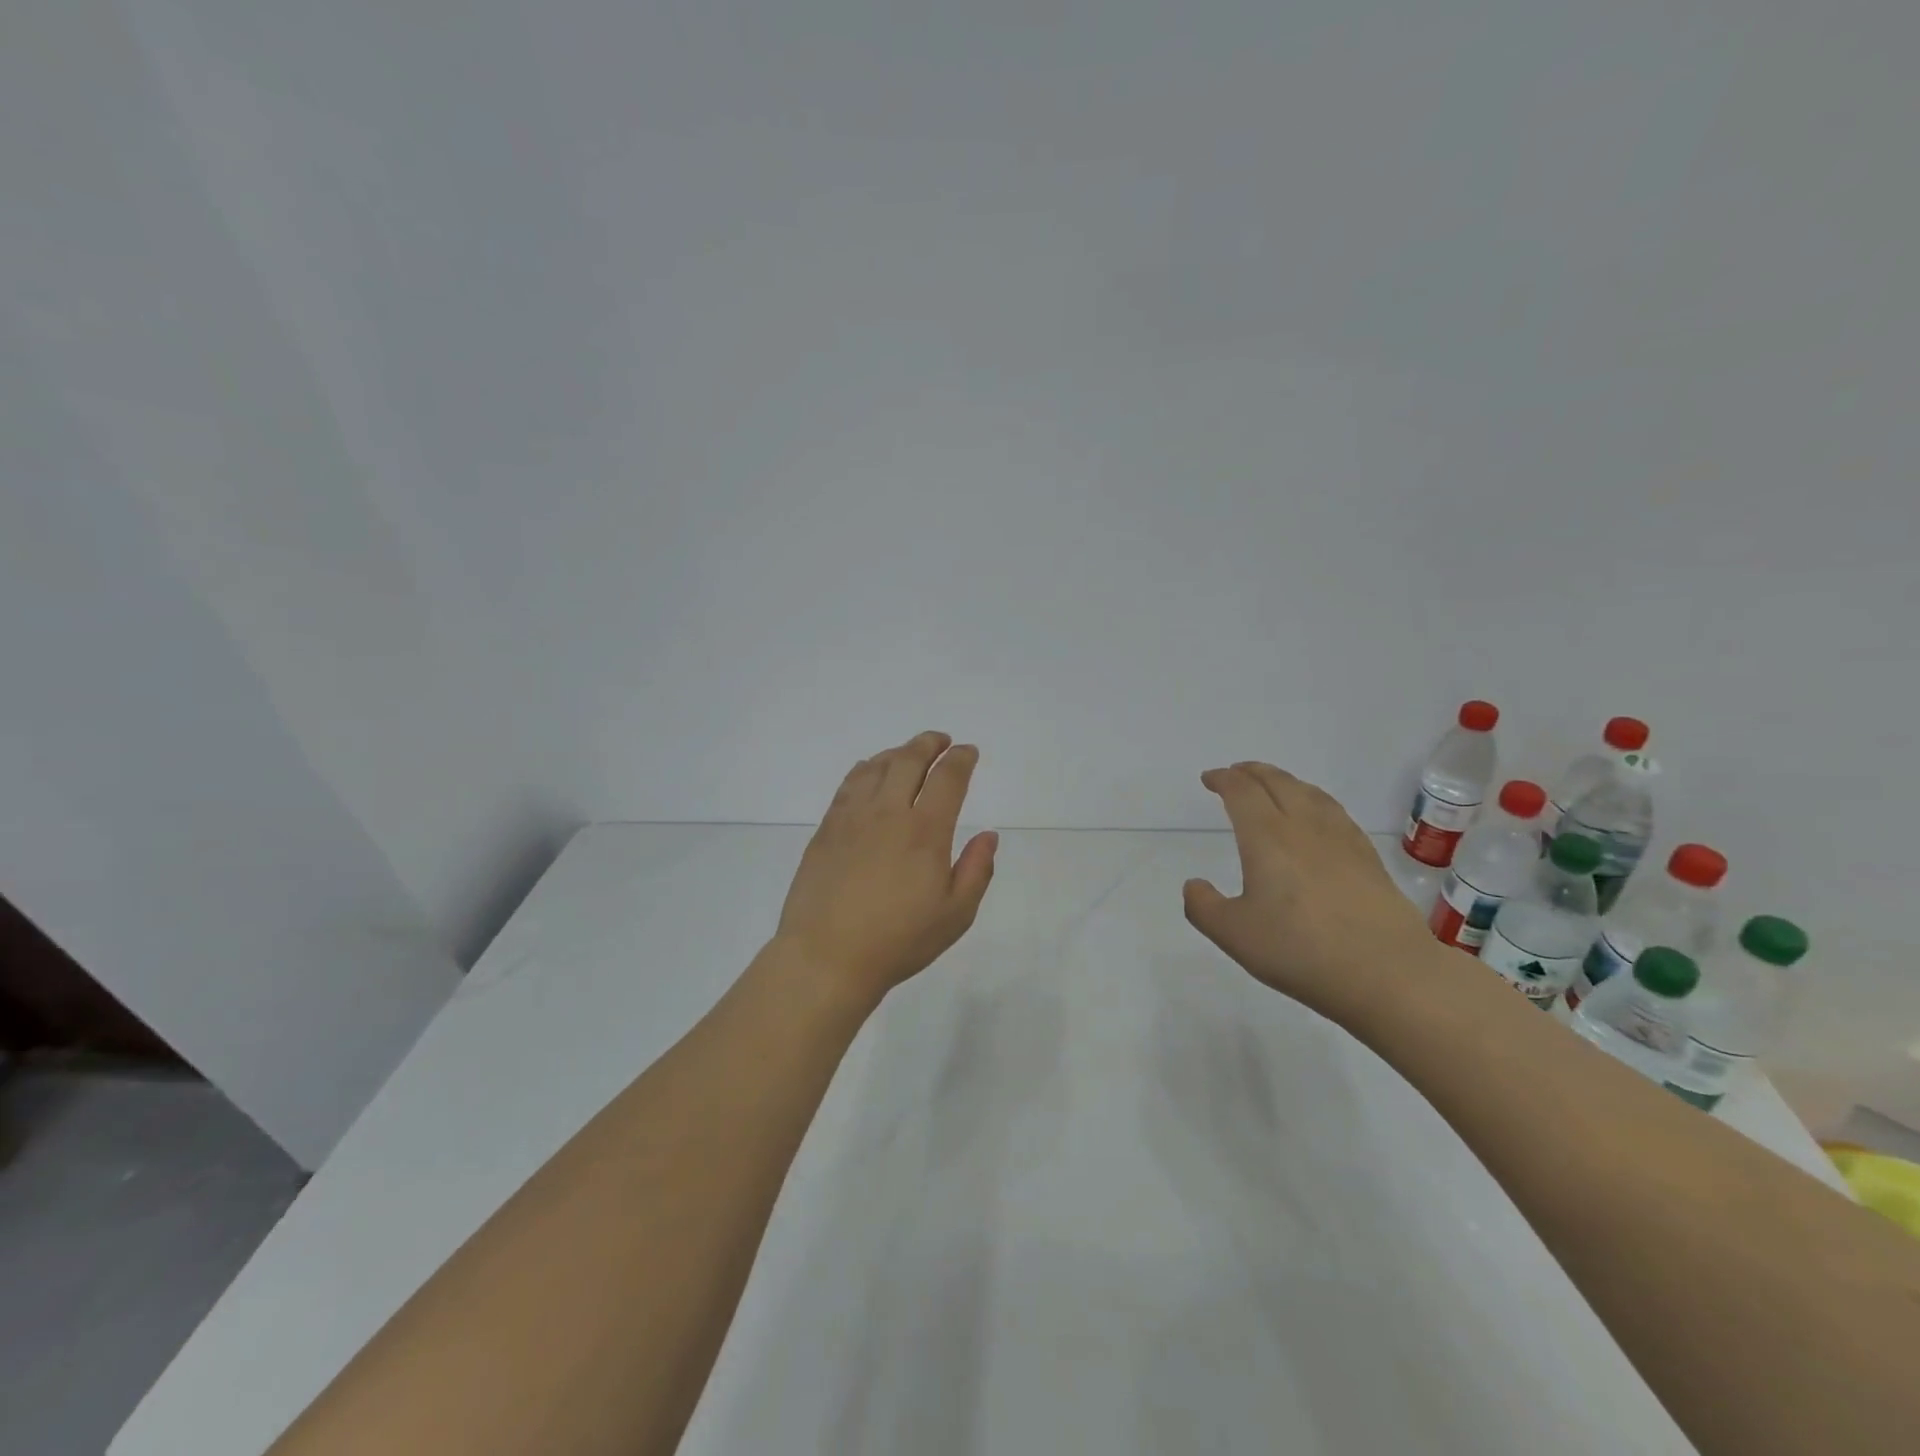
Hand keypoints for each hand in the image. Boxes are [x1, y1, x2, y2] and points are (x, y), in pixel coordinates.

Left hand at [774, 732, 998, 1003]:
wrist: (826, 956)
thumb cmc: (898, 940)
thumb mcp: (955, 915)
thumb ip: (977, 870)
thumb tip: (988, 835)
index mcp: (925, 831)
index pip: (947, 779)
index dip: (961, 759)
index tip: (968, 752)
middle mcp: (888, 813)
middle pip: (909, 760)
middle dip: (929, 744)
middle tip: (940, 741)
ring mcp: (852, 818)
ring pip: (876, 767)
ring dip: (897, 752)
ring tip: (908, 753)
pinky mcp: (827, 829)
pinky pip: (848, 784)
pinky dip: (865, 769)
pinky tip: (869, 772)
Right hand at [1183, 761, 1437, 1024]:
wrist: (1388, 973)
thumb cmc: (1300, 950)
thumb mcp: (1234, 935)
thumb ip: (1204, 907)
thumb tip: (1194, 884)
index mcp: (1266, 837)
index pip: (1242, 792)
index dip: (1223, 779)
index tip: (1210, 778)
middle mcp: (1304, 827)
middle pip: (1277, 782)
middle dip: (1252, 772)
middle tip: (1236, 773)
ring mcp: (1341, 840)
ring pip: (1309, 793)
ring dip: (1285, 781)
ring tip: (1274, 786)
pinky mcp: (1368, 858)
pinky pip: (1334, 812)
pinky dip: (1314, 800)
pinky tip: (1317, 818)